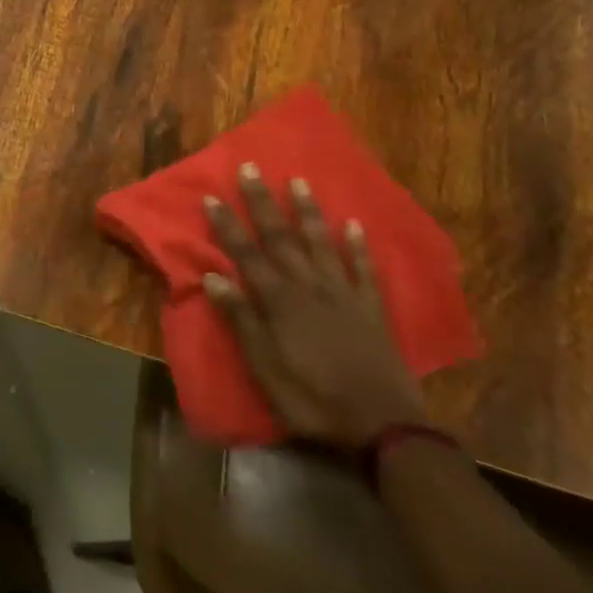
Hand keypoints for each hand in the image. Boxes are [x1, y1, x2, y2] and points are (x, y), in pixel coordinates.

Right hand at [202, 164, 427, 447]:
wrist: (381, 424)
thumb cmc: (312, 398)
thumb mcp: (264, 366)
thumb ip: (241, 319)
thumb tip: (213, 276)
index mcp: (279, 300)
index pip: (245, 254)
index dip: (227, 226)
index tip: (211, 196)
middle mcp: (309, 285)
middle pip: (281, 237)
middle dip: (262, 202)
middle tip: (250, 168)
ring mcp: (343, 293)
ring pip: (321, 243)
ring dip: (308, 211)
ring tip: (298, 181)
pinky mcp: (371, 308)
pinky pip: (364, 269)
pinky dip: (358, 246)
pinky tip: (354, 225)